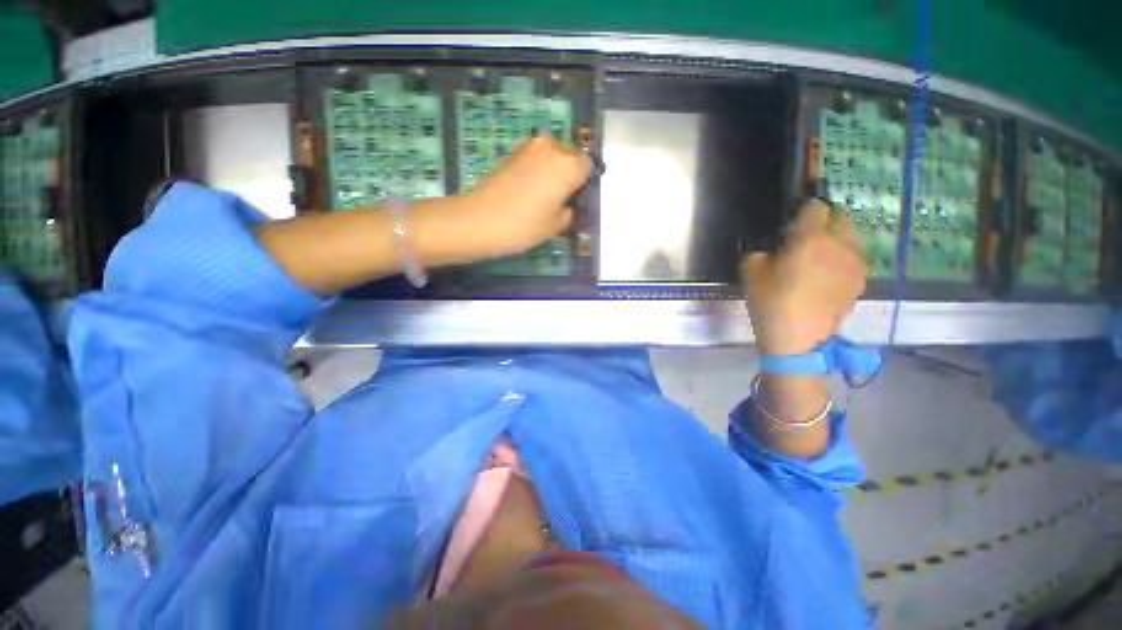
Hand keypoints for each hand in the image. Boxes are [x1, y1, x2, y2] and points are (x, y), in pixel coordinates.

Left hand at [462, 137, 592, 257]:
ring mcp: (528, 147)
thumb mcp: (556, 226)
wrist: (480, 219)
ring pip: (551, 155)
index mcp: (568, 165)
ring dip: (552, 170)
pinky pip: (534, 158)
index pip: (588, 167)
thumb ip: (569, 212)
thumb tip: (567, 206)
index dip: (584, 184)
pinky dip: (536, 170)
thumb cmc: (525, 225)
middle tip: (560, 199)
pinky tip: (527, 190)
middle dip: (569, 173)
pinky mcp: (511, 152)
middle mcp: (551, 148)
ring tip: (542, 195)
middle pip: (570, 156)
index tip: (576, 200)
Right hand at [741, 200, 866, 356]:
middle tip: (804, 239)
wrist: (797, 339)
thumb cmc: (770, 302)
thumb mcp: (750, 271)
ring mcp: (856, 262)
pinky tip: (826, 276)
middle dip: (823, 221)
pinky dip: (842, 257)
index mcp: (811, 238)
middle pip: (841, 216)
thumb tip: (774, 247)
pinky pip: (855, 256)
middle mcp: (841, 244)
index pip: (814, 207)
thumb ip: (761, 250)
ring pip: (852, 235)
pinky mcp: (862, 278)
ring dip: (836, 238)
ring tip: (819, 257)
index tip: (790, 226)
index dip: (801, 212)